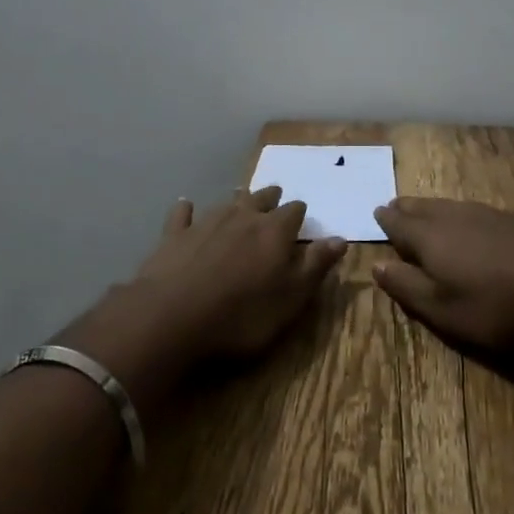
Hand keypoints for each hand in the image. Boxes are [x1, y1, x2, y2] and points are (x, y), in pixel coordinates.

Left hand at [134, 185, 347, 359]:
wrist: (173, 316)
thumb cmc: (242, 315)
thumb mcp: (290, 298)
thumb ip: (315, 266)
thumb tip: (340, 238)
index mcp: (274, 231)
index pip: (294, 212)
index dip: (299, 214)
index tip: (302, 218)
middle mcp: (243, 216)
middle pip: (261, 199)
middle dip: (271, 199)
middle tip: (275, 198)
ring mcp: (206, 221)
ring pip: (227, 202)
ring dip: (236, 200)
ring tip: (240, 197)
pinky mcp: (175, 233)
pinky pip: (183, 213)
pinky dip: (187, 209)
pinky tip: (186, 205)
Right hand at [372, 198, 513, 349]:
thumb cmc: (496, 304)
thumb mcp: (444, 310)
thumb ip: (408, 287)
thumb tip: (376, 265)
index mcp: (428, 237)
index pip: (398, 223)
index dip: (386, 220)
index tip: (376, 214)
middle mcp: (450, 216)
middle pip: (421, 207)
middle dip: (405, 208)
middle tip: (394, 208)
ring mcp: (483, 212)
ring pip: (446, 205)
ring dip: (430, 208)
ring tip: (423, 212)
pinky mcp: (509, 217)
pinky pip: (470, 209)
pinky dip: (457, 214)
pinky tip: (466, 222)